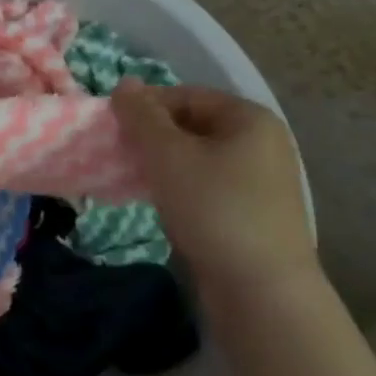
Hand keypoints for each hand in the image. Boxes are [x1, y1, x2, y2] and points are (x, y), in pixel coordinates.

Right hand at [111, 82, 318, 299]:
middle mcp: (261, 143)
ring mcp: (260, 181)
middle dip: (151, 137)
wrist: (261, 292)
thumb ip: (141, 115)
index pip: (185, 95)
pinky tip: (157, 202)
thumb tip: (124, 84)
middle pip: (191, 125)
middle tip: (119, 153)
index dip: (145, 107)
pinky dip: (178, 187)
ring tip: (132, 178)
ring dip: (161, 164)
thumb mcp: (167, 154)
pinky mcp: (252, 213)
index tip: (113, 129)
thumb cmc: (213, 208)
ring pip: (196, 158)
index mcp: (250, 118)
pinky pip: (205, 185)